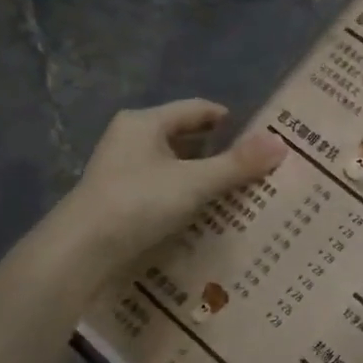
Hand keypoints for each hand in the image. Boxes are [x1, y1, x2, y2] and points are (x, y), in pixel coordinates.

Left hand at [51, 99, 286, 272]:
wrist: (81, 252)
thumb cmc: (138, 203)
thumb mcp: (196, 182)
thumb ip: (238, 164)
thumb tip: (281, 143)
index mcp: (145, 123)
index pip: (200, 110)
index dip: (234, 122)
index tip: (264, 140)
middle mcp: (132, 139)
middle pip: (189, 137)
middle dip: (224, 151)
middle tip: (260, 167)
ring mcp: (125, 170)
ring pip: (179, 165)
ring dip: (208, 176)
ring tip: (244, 191)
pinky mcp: (124, 198)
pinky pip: (168, 187)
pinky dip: (191, 195)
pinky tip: (212, 211)